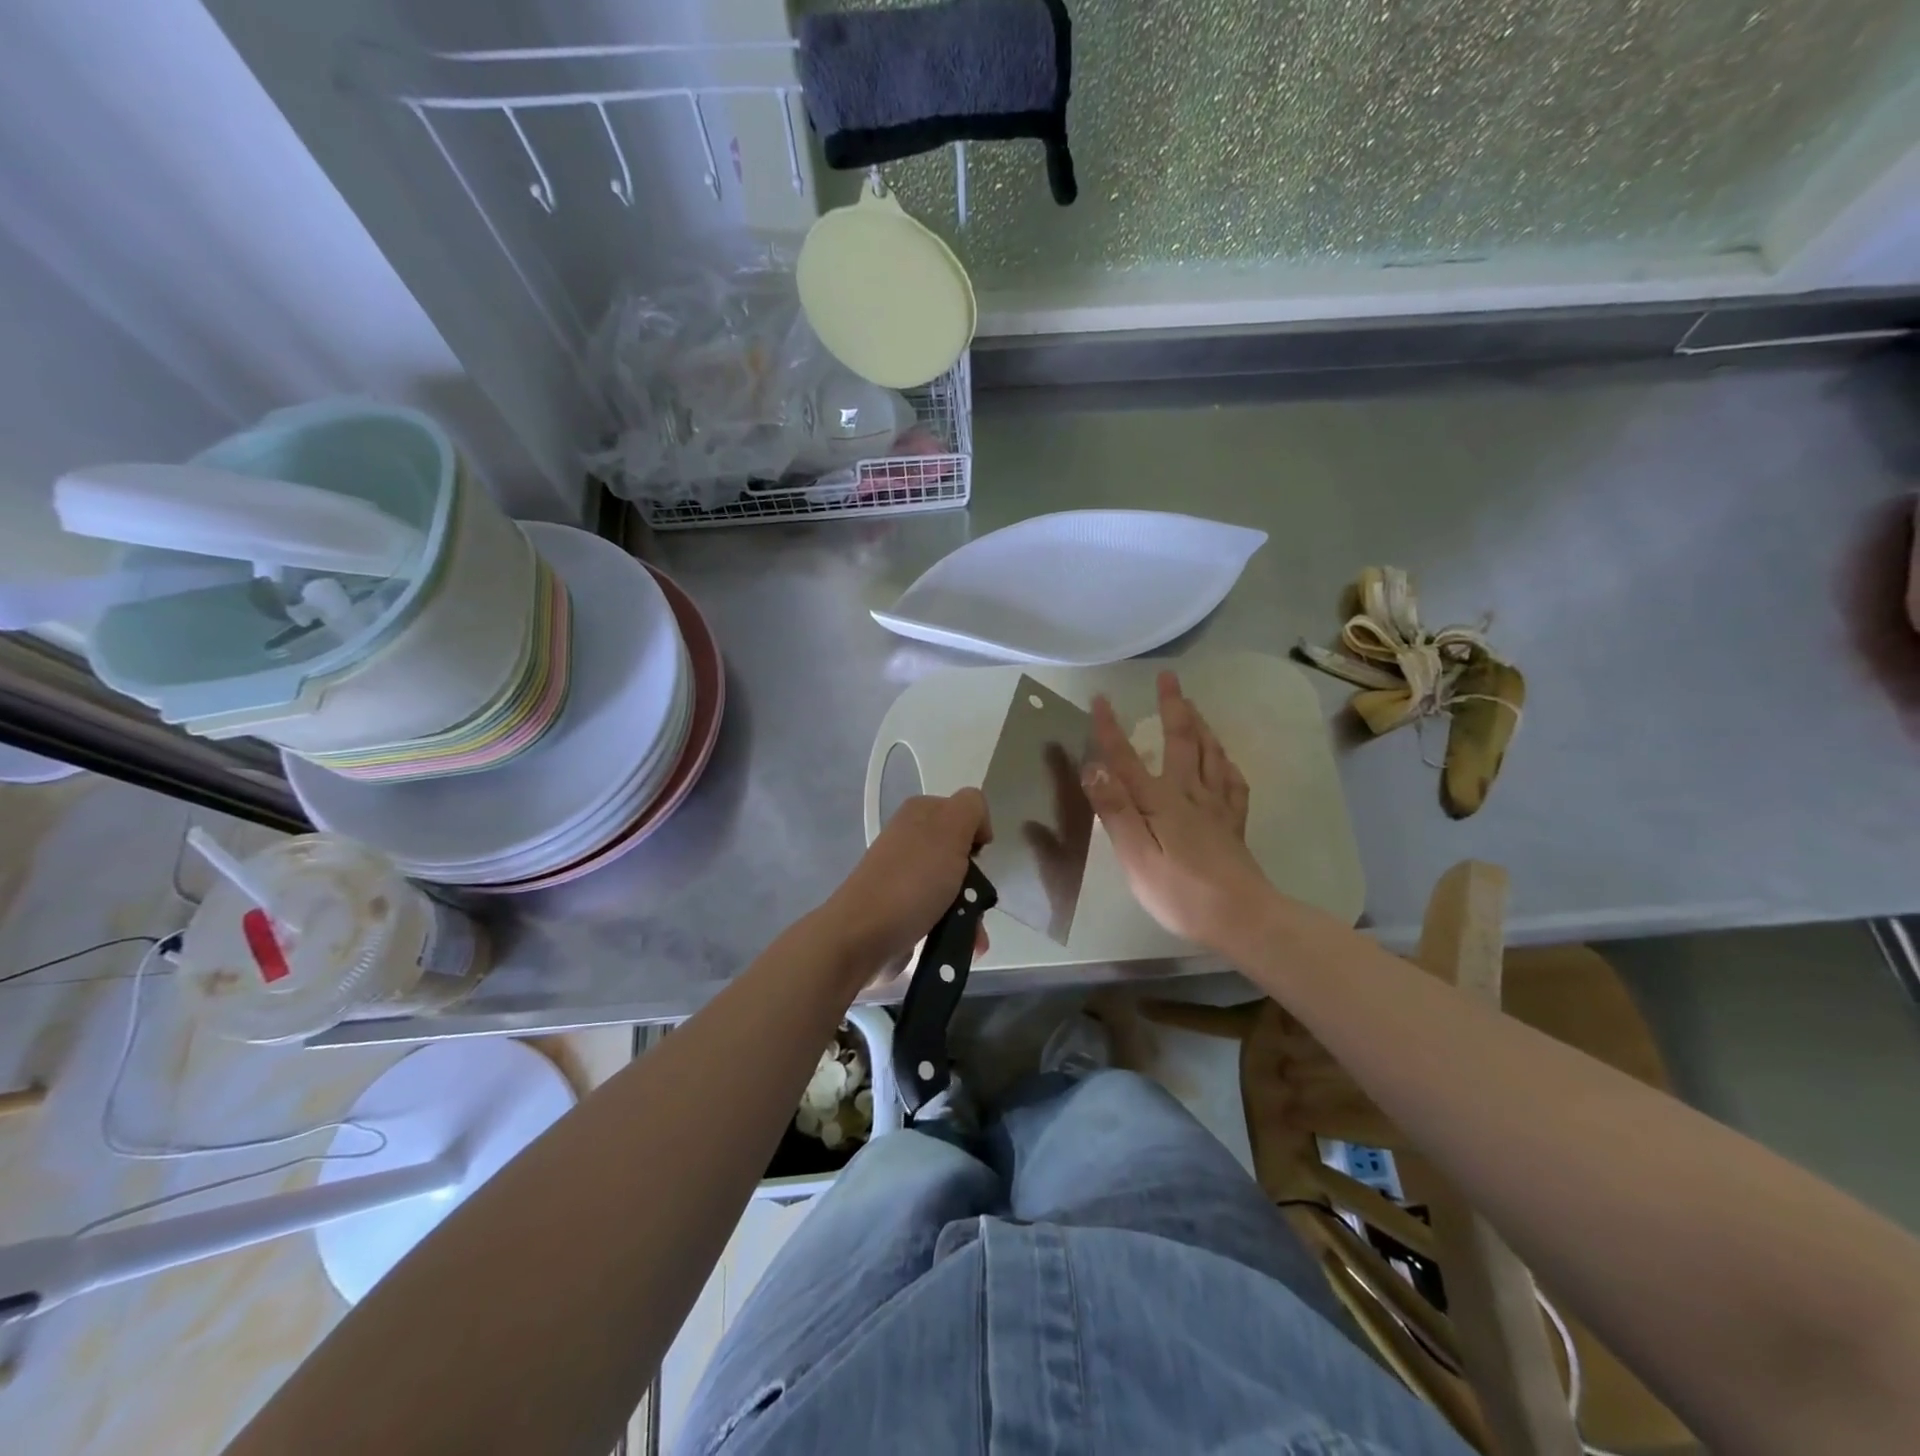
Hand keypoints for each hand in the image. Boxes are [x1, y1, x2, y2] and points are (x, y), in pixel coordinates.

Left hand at [822, 789, 990, 974]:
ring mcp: (906, 875)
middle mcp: (911, 839)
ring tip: (974, 935)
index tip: (978, 858)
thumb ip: (970, 808)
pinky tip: (964, 944)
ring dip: (971, 912)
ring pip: (955, 887)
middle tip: (978, 899)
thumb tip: (977, 826)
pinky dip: (956, 927)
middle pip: (962, 854)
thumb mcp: (949, 829)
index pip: (965, 812)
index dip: (978, 834)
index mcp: (920, 813)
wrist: (864, 935)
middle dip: (978, 881)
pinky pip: (941, 913)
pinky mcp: (903, 908)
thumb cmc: (913, 880)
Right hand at [1083, 672, 1275, 954]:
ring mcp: (1216, 808)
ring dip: (1200, 725)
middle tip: (1169, 677)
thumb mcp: (1136, 856)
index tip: (1099, 698)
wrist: (1242, 918)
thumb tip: (1093, 767)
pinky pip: (1232, 782)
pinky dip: (1225, 762)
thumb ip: (1115, 811)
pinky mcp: (1233, 825)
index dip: (1110, 729)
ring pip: (1210, 754)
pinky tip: (1224, 759)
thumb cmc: (1180, 893)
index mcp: (1160, 802)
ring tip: (1194, 706)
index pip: (1127, 758)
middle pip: (1180, 742)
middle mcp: (1189, 795)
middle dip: (1172, 708)